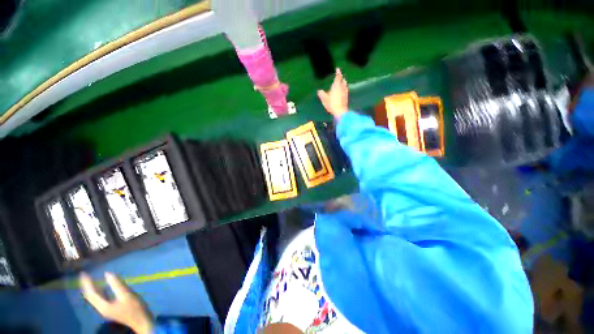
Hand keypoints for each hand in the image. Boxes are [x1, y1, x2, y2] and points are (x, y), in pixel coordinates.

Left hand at [81, 272, 152, 333]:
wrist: (141, 321)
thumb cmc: (134, 308)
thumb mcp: (127, 295)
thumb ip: (117, 284)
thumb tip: (107, 273)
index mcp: (103, 306)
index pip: (91, 293)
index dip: (87, 283)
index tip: (83, 273)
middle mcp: (101, 308)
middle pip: (91, 296)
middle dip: (87, 286)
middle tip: (84, 275)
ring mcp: (106, 309)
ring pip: (95, 298)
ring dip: (92, 288)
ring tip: (91, 279)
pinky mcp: (111, 309)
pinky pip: (101, 298)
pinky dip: (99, 291)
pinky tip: (103, 287)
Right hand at [317, 68, 348, 119]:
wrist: (340, 111)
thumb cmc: (331, 103)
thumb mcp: (324, 99)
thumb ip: (321, 94)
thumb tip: (319, 91)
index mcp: (336, 86)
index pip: (338, 77)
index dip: (338, 72)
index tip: (338, 69)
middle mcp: (342, 87)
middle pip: (343, 80)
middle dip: (341, 78)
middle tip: (340, 76)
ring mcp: (345, 93)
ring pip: (345, 85)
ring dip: (344, 83)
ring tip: (342, 83)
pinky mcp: (346, 98)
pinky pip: (345, 91)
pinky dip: (344, 89)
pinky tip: (343, 91)